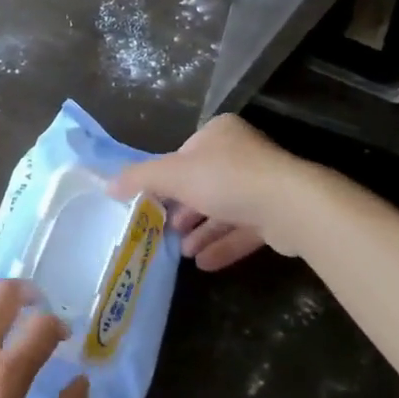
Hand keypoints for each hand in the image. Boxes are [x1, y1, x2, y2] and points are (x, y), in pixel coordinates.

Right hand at [111, 114, 297, 270]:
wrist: (291, 207)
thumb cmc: (226, 179)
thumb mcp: (172, 174)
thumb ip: (139, 178)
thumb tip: (108, 185)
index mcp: (219, 133)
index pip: (184, 154)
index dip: (166, 179)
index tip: (152, 202)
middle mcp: (243, 154)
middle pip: (203, 183)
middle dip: (183, 210)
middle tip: (165, 229)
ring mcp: (264, 184)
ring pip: (224, 209)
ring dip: (201, 230)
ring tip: (182, 252)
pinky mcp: (278, 214)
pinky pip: (243, 229)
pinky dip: (223, 244)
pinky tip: (205, 264)